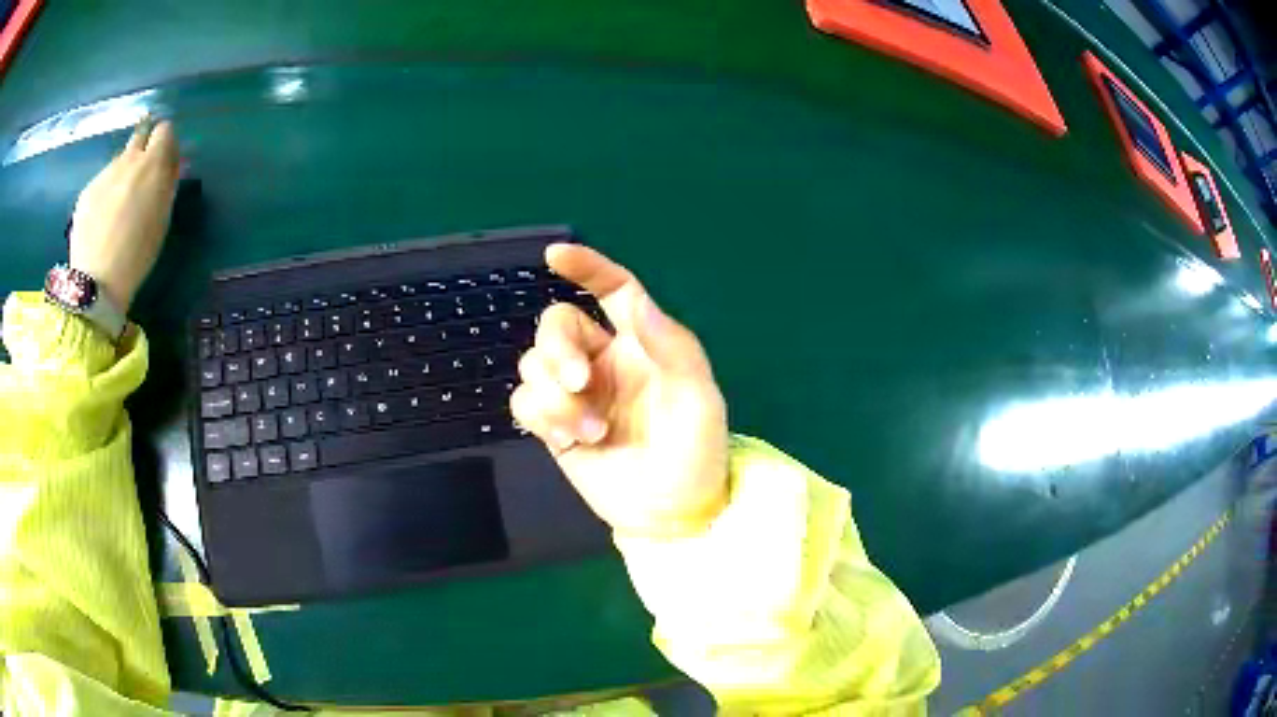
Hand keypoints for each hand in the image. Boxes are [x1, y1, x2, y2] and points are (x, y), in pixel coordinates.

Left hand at [69, 119, 179, 311]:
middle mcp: (128, 159)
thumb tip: (169, 166)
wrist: (96, 281)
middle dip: (143, 149)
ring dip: (122, 174)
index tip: (165, 163)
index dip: (166, 144)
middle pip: (140, 135)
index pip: (165, 130)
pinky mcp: (87, 190)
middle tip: (141, 178)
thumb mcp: (162, 218)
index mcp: (152, 163)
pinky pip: (101, 183)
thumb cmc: (137, 255)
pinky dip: (104, 195)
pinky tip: (101, 222)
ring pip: (119, 162)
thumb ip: (166, 184)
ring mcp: (105, 173)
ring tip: (118, 208)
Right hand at [511, 244, 728, 536]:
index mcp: (641, 344)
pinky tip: (568, 440)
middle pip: (556, 325)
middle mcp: (603, 360)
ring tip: (590, 431)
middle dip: (558, 349)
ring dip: (555, 395)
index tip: (555, 257)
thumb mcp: (699, 398)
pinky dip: (540, 415)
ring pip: (534, 364)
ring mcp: (576, 394)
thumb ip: (671, 346)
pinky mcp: (554, 426)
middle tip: (580, 383)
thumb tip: (636, 300)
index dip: (586, 267)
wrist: (671, 513)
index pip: (612, 290)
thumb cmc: (695, 451)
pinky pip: (525, 401)